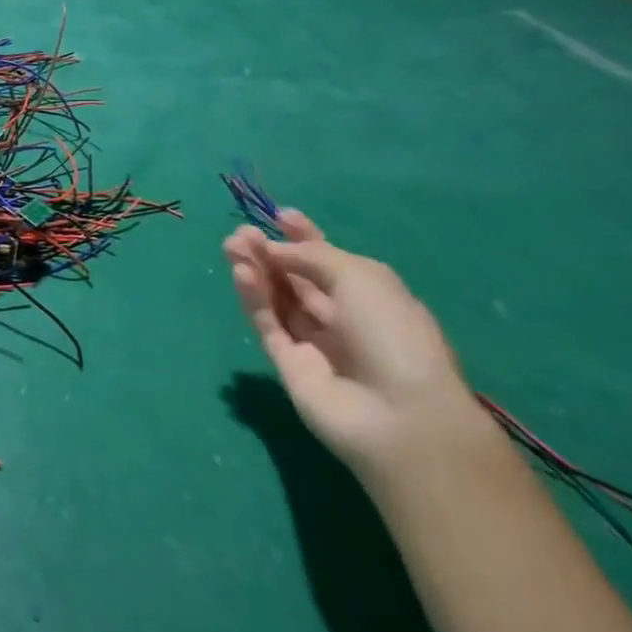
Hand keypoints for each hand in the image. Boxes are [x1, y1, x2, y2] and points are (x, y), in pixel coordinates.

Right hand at [225, 210, 492, 484]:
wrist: (399, 415)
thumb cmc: (393, 334)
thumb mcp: (360, 277)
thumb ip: (312, 256)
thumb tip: (274, 250)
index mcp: (369, 296)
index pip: (329, 261)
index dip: (305, 238)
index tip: (280, 216)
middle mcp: (340, 317)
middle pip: (297, 278)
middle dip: (271, 252)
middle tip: (241, 232)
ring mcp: (313, 342)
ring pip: (278, 299)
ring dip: (256, 270)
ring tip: (232, 244)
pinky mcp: (287, 364)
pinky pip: (268, 324)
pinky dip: (254, 298)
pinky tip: (241, 273)